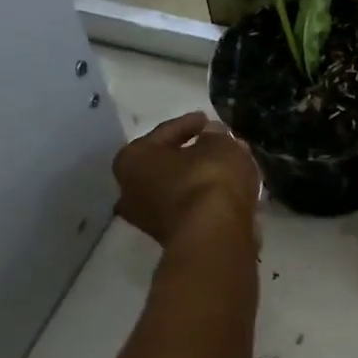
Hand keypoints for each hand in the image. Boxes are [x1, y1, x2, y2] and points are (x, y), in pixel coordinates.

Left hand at [114, 111, 259, 245]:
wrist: (215, 236)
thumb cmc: (209, 179)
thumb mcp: (220, 145)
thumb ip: (215, 136)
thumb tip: (211, 135)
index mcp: (133, 159)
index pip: (164, 133)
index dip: (189, 123)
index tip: (208, 119)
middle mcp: (130, 190)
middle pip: (166, 165)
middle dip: (191, 155)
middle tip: (217, 145)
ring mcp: (149, 219)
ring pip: (178, 189)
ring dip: (199, 179)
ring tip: (227, 169)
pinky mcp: (172, 238)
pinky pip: (190, 208)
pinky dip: (205, 199)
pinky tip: (227, 192)